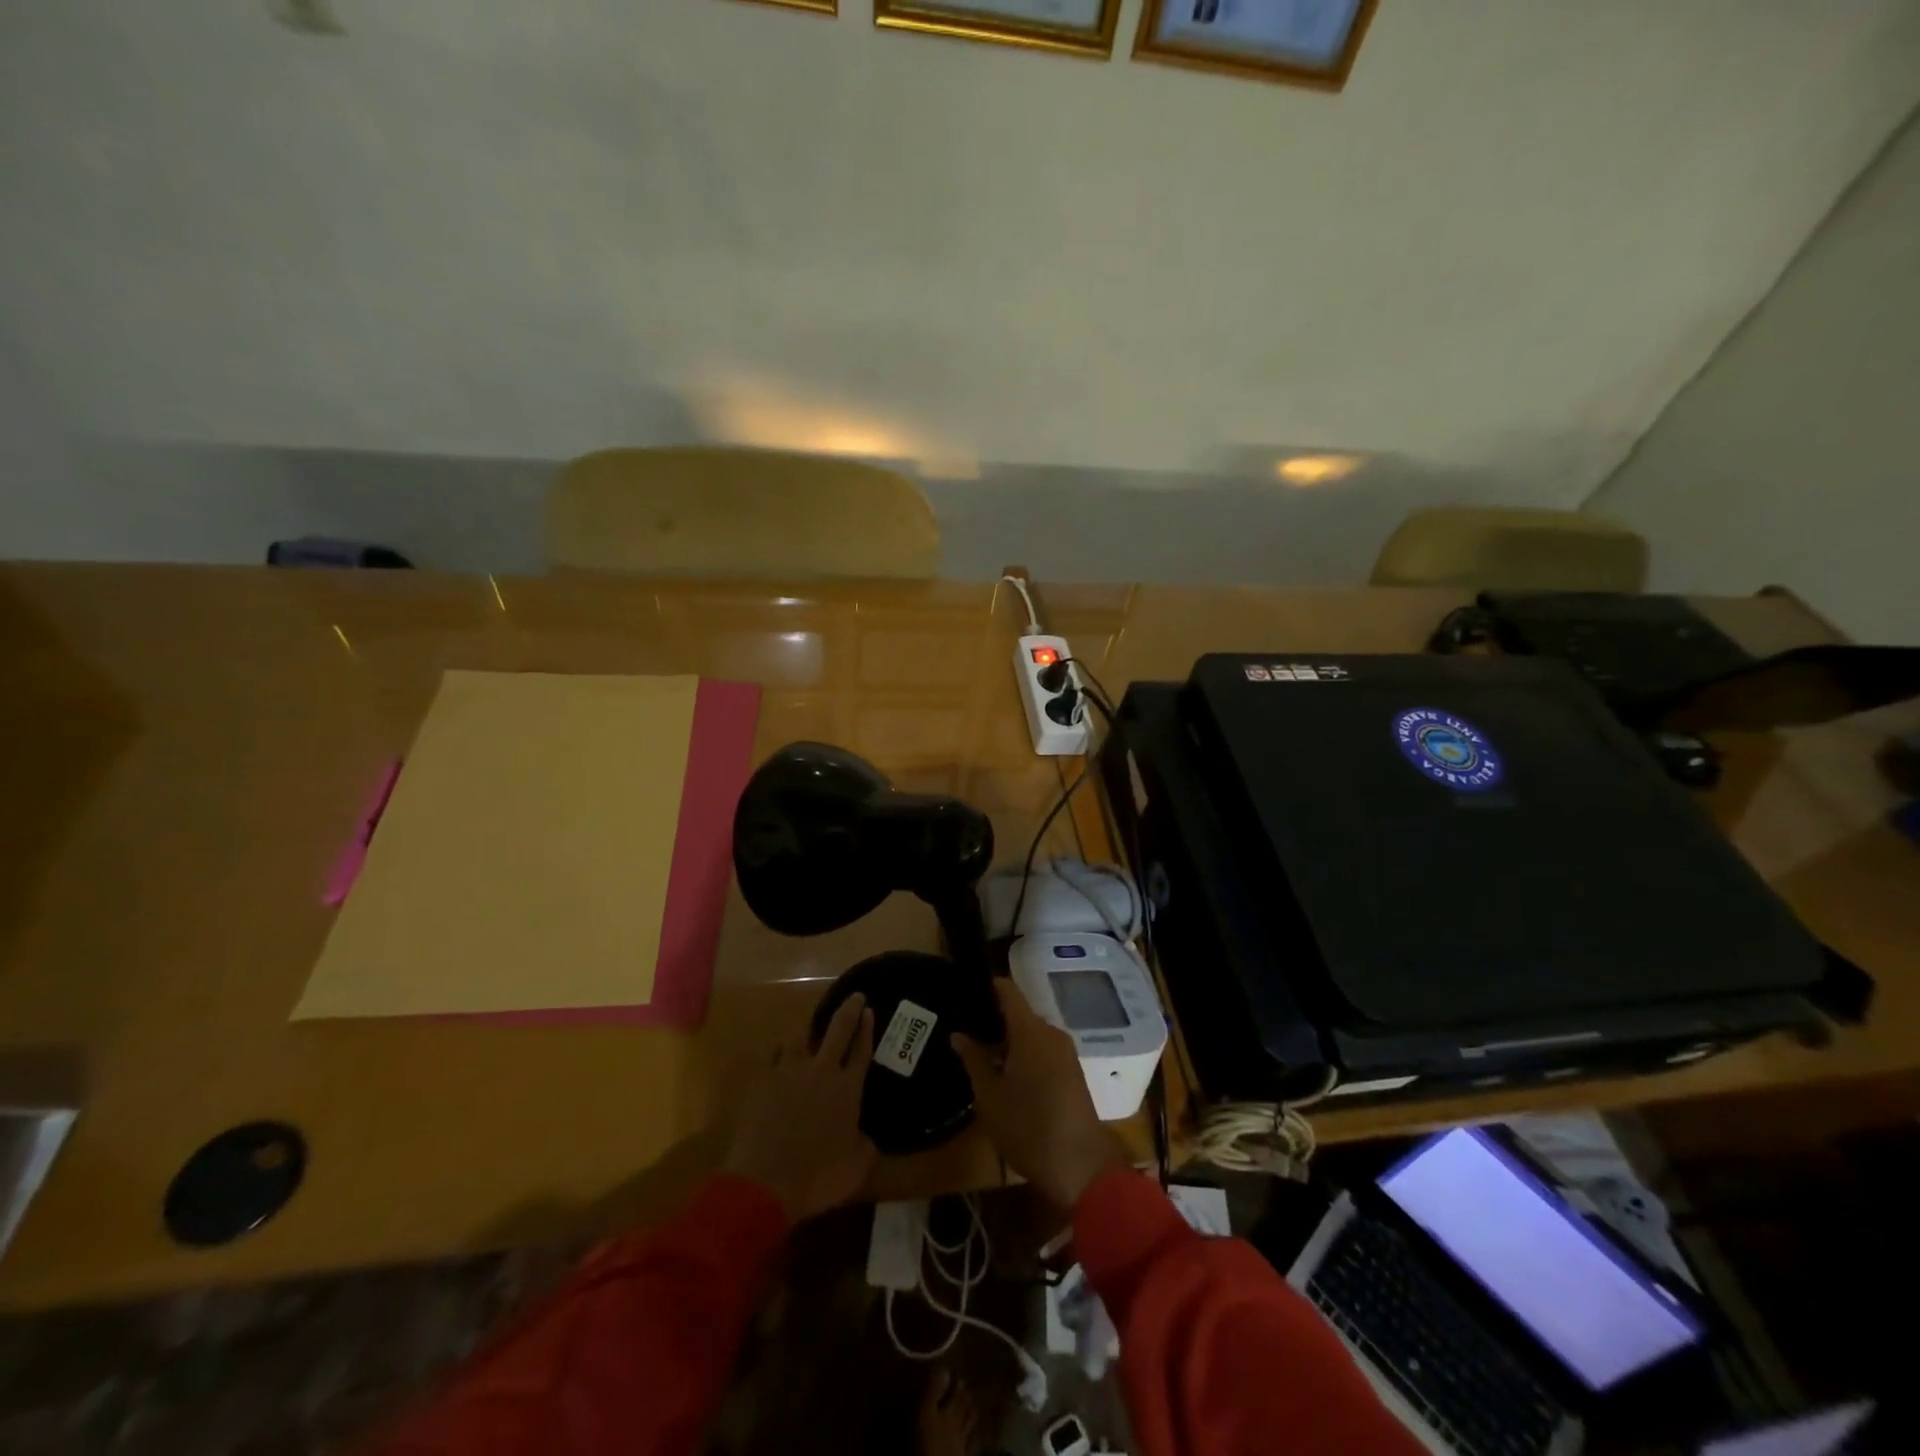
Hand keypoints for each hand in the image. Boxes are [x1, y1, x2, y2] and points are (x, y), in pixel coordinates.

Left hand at [724, 993, 878, 1222]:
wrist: (765, 1182)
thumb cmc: (817, 1177)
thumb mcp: (856, 1168)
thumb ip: (865, 1146)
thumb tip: (866, 1138)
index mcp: (847, 1088)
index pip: (861, 1050)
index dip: (867, 1029)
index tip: (868, 1010)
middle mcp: (821, 1071)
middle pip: (838, 1029)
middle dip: (848, 1010)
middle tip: (854, 996)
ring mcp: (788, 1072)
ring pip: (799, 1036)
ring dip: (807, 1029)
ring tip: (809, 1028)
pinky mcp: (761, 1082)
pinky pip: (772, 1058)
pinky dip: (779, 1055)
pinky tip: (778, 1057)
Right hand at [952, 981, 1125, 1208]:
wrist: (1080, 1167)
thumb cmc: (1027, 1128)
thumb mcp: (990, 1097)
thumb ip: (974, 1061)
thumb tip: (958, 1035)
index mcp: (1030, 1032)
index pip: (1009, 992)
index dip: (989, 986)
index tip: (967, 990)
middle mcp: (1051, 1034)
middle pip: (1020, 1014)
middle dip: (994, 1020)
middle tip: (966, 1030)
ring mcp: (1066, 1053)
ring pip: (1032, 1034)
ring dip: (1009, 1041)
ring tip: (981, 1054)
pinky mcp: (1073, 1072)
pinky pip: (1044, 1049)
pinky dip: (1025, 1053)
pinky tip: (1006, 1073)